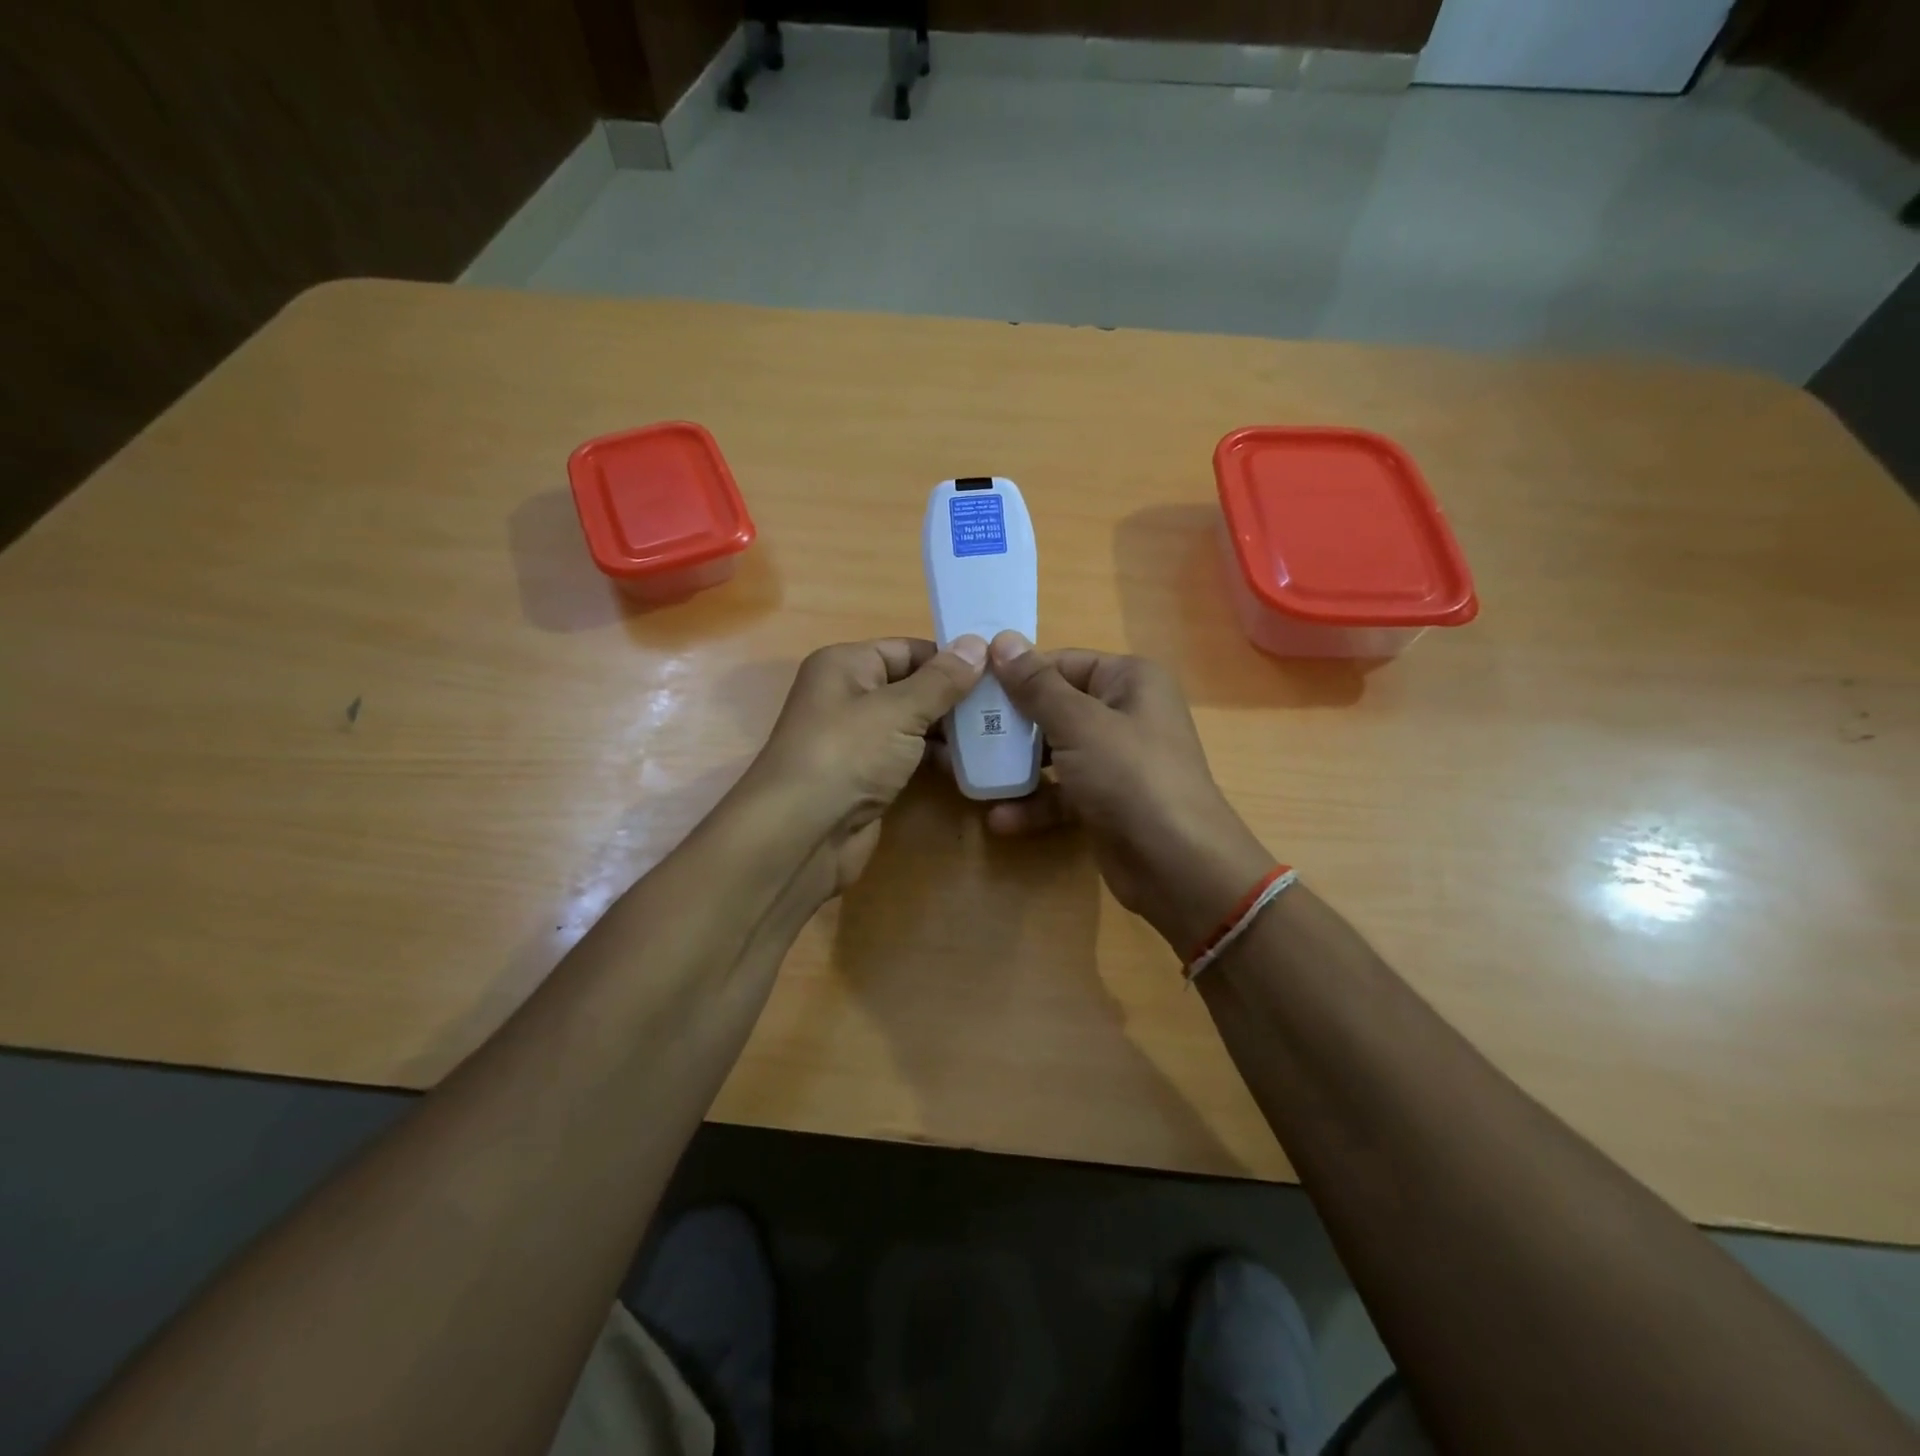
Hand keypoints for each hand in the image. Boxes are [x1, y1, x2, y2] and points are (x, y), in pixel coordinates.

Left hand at [744, 635, 986, 899]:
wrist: (802, 834)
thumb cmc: (847, 755)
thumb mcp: (899, 710)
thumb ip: (941, 680)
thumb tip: (978, 643)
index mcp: (846, 665)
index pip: (907, 648)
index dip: (950, 657)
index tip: (998, 670)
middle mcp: (849, 695)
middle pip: (912, 685)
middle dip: (955, 696)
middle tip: (1006, 705)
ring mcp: (857, 739)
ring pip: (913, 724)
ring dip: (950, 730)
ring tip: (999, 734)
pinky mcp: (867, 776)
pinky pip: (908, 756)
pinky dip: (936, 758)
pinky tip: (971, 765)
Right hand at [985, 632, 1273, 956]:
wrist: (1177, 865)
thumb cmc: (1130, 776)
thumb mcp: (1079, 724)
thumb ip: (1037, 685)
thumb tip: (1003, 640)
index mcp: (1129, 680)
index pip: (1063, 663)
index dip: (1017, 673)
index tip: (970, 686)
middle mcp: (1125, 713)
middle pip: (1055, 707)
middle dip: (1011, 723)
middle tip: (962, 731)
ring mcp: (1115, 760)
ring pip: (1055, 752)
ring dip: (1016, 766)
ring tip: (971, 774)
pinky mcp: (1105, 801)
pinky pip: (1062, 792)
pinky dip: (1035, 803)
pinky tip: (999, 818)